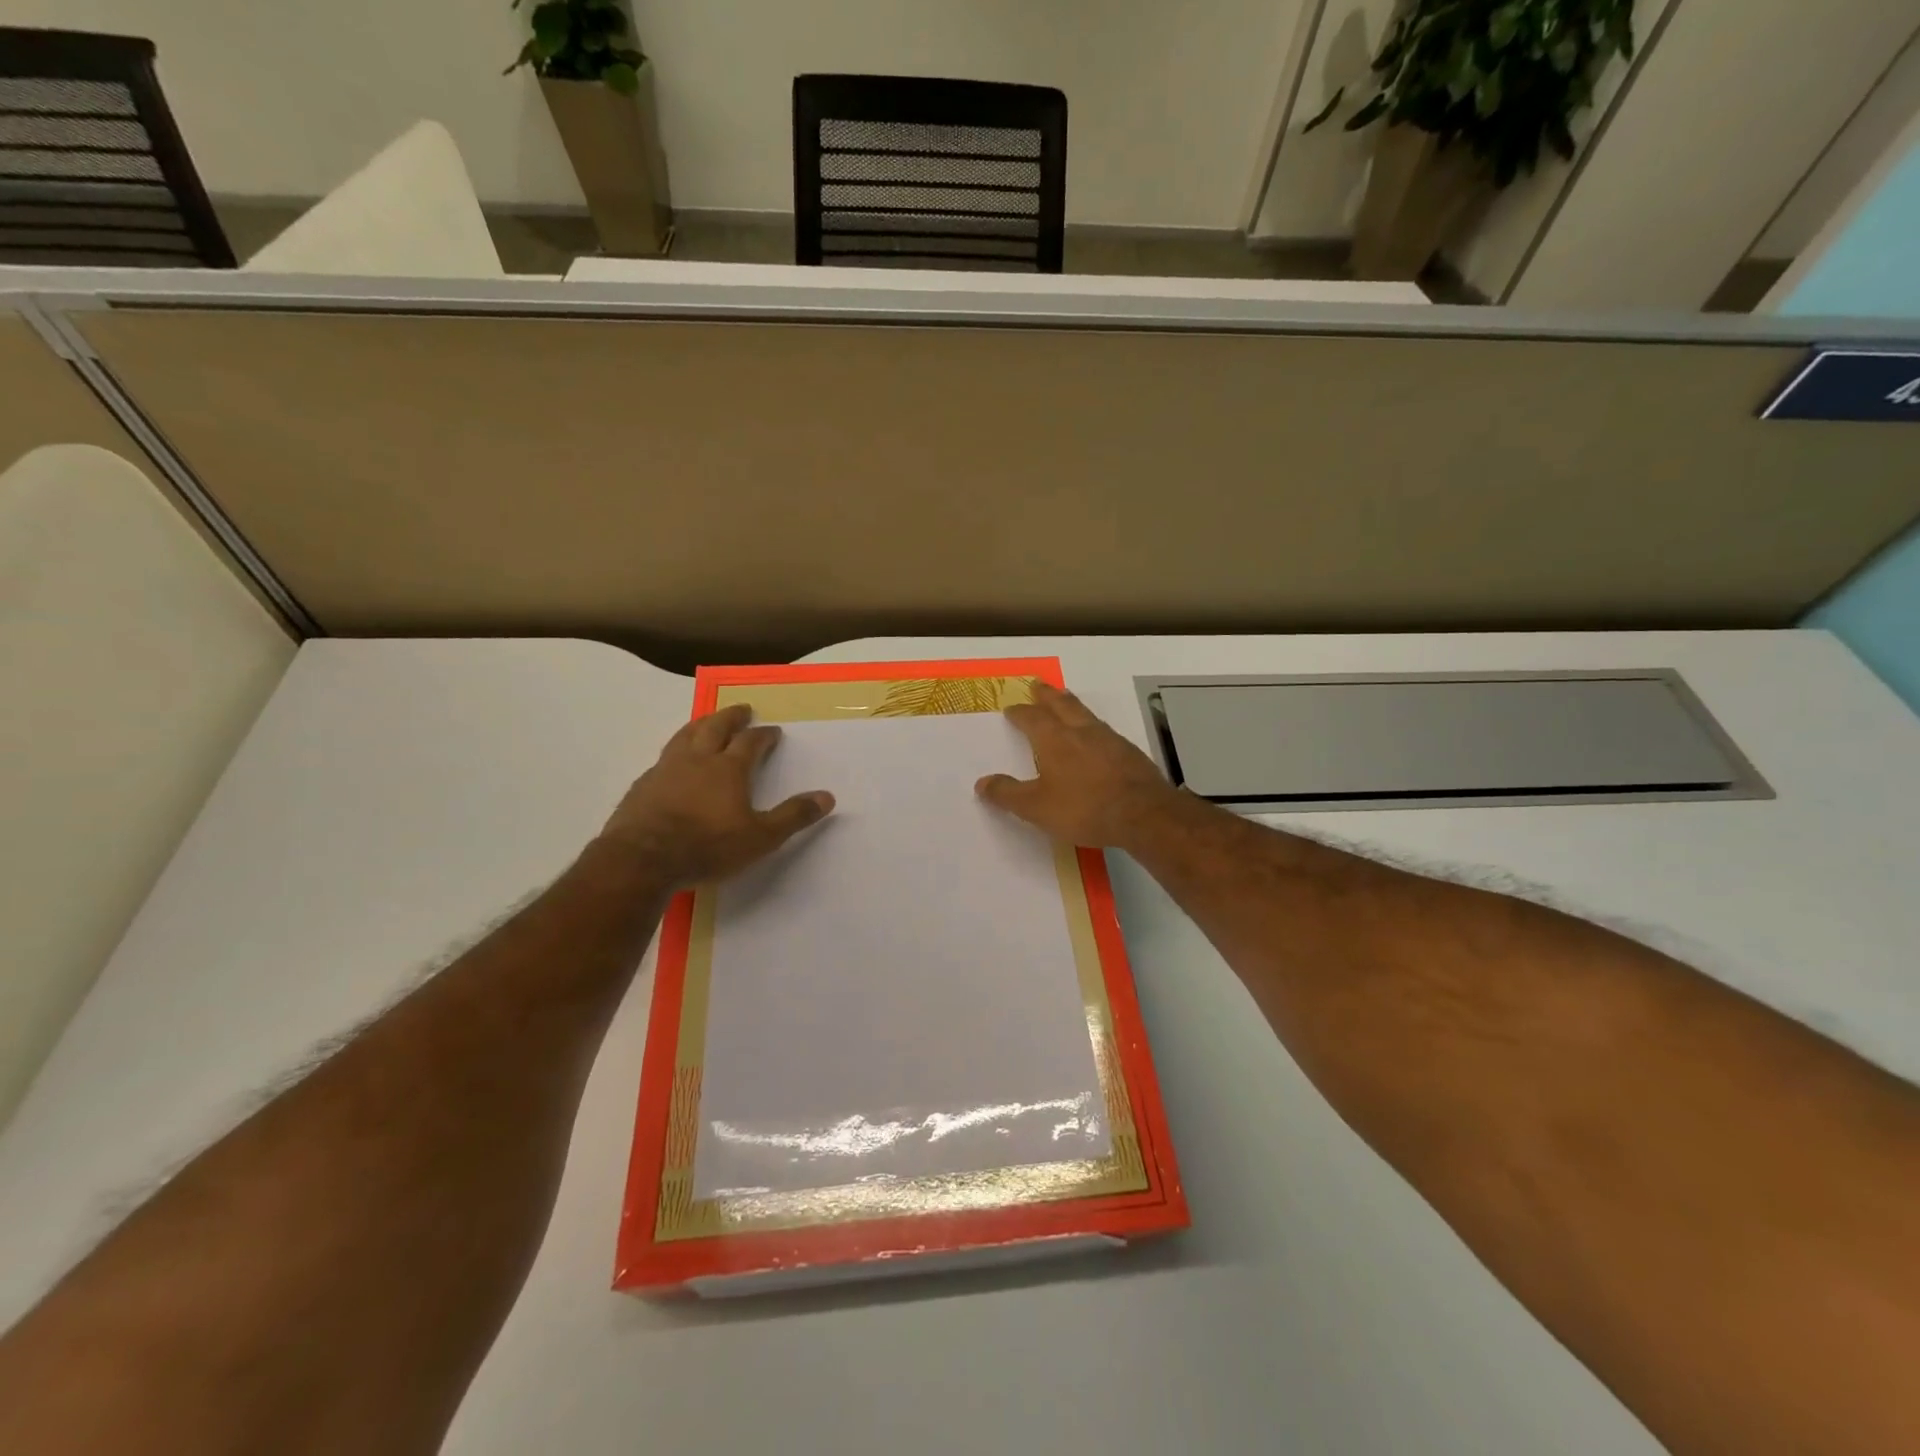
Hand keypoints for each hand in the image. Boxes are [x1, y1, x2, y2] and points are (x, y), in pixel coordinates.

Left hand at [600, 704, 834, 887]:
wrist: (642, 860)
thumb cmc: (707, 847)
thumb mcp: (760, 838)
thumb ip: (793, 816)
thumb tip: (827, 797)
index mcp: (729, 769)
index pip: (750, 742)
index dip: (763, 735)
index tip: (773, 731)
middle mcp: (698, 760)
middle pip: (715, 727)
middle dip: (731, 716)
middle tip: (742, 709)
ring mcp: (666, 769)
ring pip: (685, 735)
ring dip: (700, 724)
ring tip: (707, 721)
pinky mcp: (643, 785)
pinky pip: (663, 757)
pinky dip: (676, 751)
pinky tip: (674, 761)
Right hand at [975, 682, 1184, 848]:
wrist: (1143, 814)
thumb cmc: (1084, 808)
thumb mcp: (1037, 807)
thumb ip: (1008, 794)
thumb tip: (981, 783)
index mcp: (1055, 740)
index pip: (1033, 719)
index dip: (1020, 713)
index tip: (1011, 708)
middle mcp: (1081, 732)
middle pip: (1061, 705)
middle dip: (1047, 695)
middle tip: (1037, 684)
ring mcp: (1109, 739)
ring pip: (1085, 714)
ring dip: (1071, 704)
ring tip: (1065, 699)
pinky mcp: (1129, 752)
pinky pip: (1105, 730)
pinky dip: (1093, 726)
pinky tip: (1096, 735)